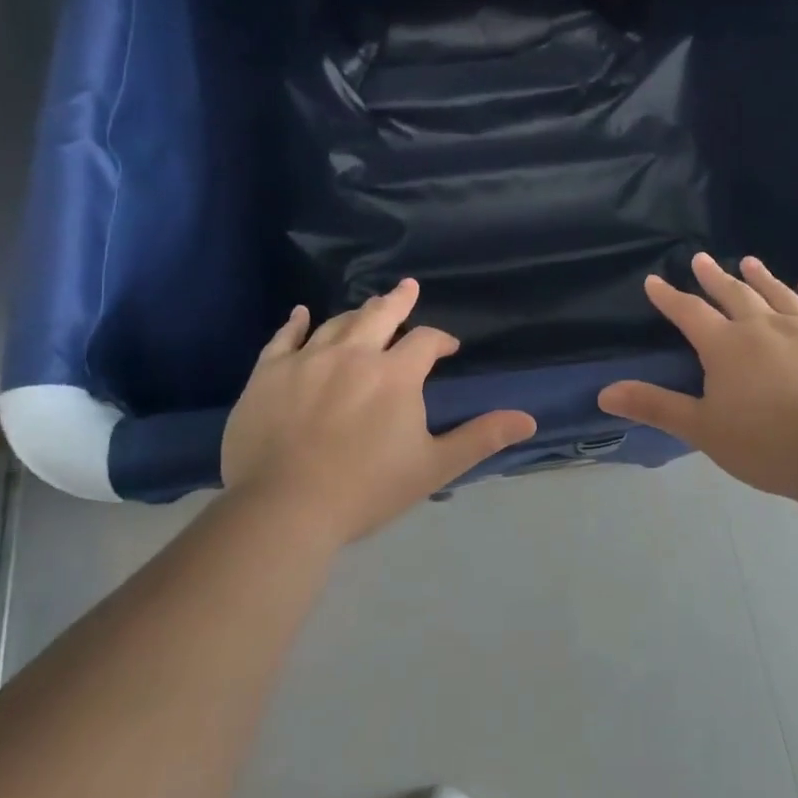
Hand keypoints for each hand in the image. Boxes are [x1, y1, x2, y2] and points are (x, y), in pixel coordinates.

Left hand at [221, 279, 536, 544]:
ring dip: (357, 314)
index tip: (448, 348)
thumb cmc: (366, 489)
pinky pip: (284, 338)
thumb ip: (481, 437)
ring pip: (337, 323)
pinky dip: (296, 323)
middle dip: (398, 301)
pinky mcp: (268, 374)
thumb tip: (529, 418)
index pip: (425, 341)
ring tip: (367, 308)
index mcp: (395, 374)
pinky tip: (301, 313)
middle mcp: (353, 354)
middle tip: (408, 288)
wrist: (284, 510)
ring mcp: (307, 360)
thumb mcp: (434, 466)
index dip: (441, 340)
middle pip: (380, 315)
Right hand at [597, 254, 797, 500]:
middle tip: (700, 258)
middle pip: (734, 293)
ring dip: (761, 277)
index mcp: (727, 345)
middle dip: (714, 276)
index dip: (669, 297)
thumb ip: (655, 406)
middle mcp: (765, 326)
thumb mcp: (702, 429)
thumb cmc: (766, 446)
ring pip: (779, 294)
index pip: (689, 312)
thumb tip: (604, 392)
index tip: (654, 281)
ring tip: (749, 262)